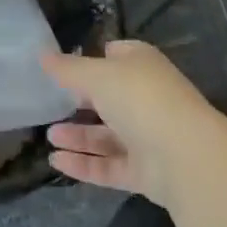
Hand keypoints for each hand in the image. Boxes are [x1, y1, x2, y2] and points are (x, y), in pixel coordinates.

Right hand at [42, 39, 219, 206]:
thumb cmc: (139, 98)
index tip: (64, 66)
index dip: (92, 58)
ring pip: (106, 135)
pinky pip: (108, 166)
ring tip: (48, 135)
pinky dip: (83, 164)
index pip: (116, 54)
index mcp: (141, 65)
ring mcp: (146, 137)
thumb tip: (42, 55)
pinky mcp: (144, 172)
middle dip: (80, 101)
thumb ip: (68, 69)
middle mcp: (145, 98)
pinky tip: (56, 162)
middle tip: (49, 104)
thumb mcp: (97, 75)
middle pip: (108, 97)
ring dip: (78, 135)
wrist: (184, 156)